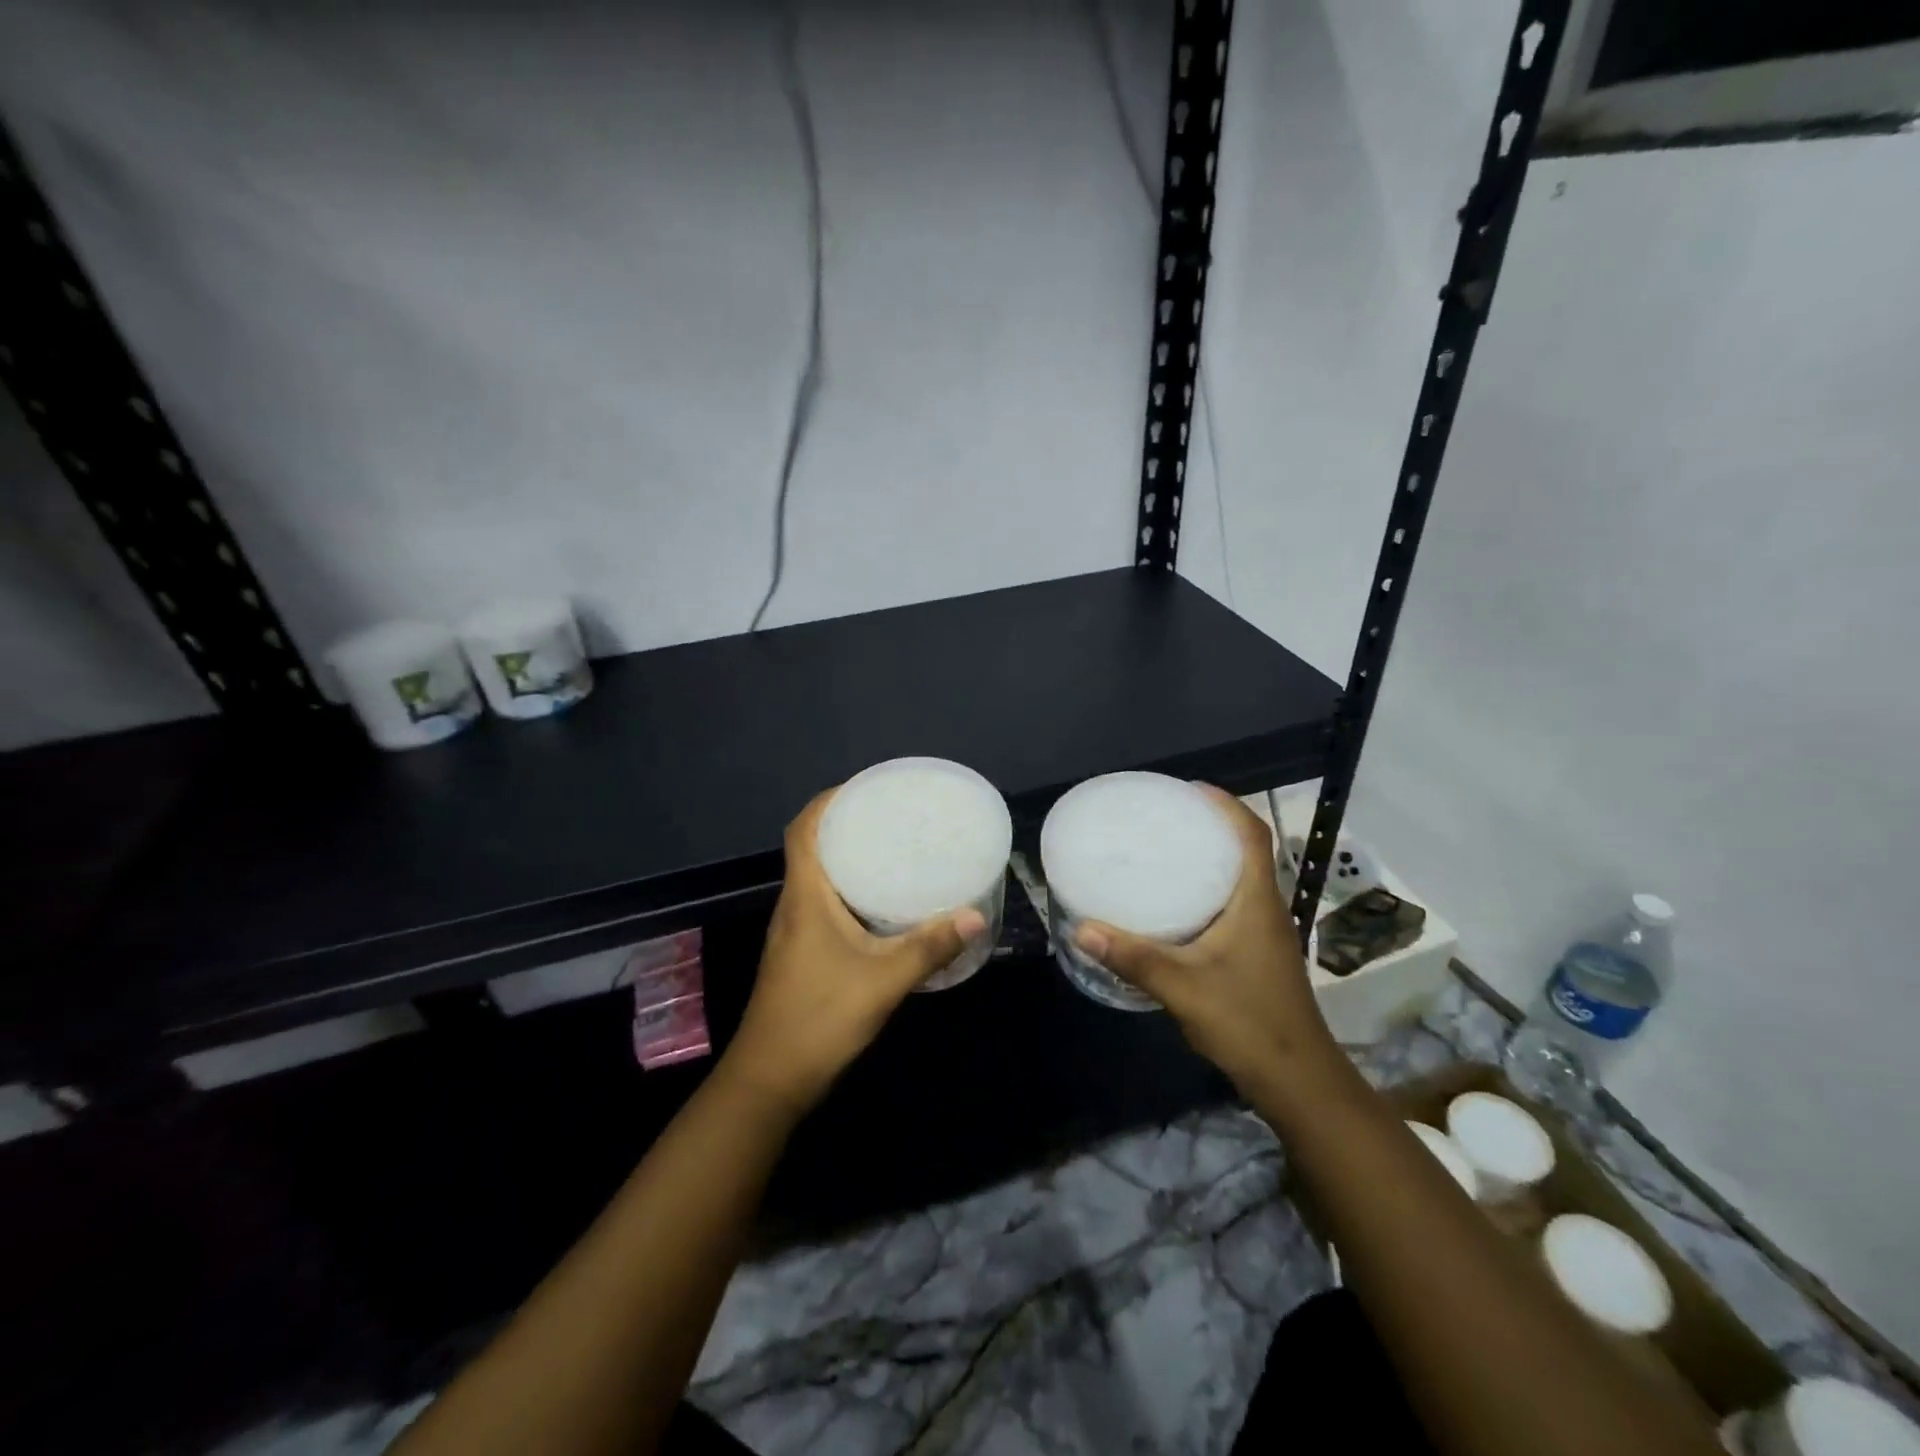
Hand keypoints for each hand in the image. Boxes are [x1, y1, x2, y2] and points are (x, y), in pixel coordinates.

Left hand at [723, 788, 987, 1115]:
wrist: (771, 1079)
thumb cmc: (820, 1017)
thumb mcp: (883, 981)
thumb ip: (929, 947)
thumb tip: (975, 915)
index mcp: (806, 897)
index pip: (803, 829)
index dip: (828, 801)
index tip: (865, 788)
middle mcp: (795, 905)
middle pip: (812, 848)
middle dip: (846, 825)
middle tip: (892, 816)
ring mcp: (794, 931)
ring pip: (818, 878)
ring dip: (847, 858)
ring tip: (892, 850)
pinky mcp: (801, 953)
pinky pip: (824, 903)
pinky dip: (849, 890)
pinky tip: (881, 905)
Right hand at [1074, 787, 1340, 1099]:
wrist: (1298, 1081)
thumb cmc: (1248, 1022)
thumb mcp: (1183, 987)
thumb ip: (1133, 957)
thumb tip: (1082, 928)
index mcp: (1257, 902)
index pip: (1251, 835)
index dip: (1226, 804)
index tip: (1189, 788)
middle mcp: (1266, 908)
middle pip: (1246, 850)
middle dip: (1210, 826)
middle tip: (1165, 818)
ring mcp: (1265, 934)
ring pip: (1240, 879)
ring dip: (1210, 858)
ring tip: (1165, 851)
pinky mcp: (1257, 954)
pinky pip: (1233, 905)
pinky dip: (1207, 890)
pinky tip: (1174, 906)